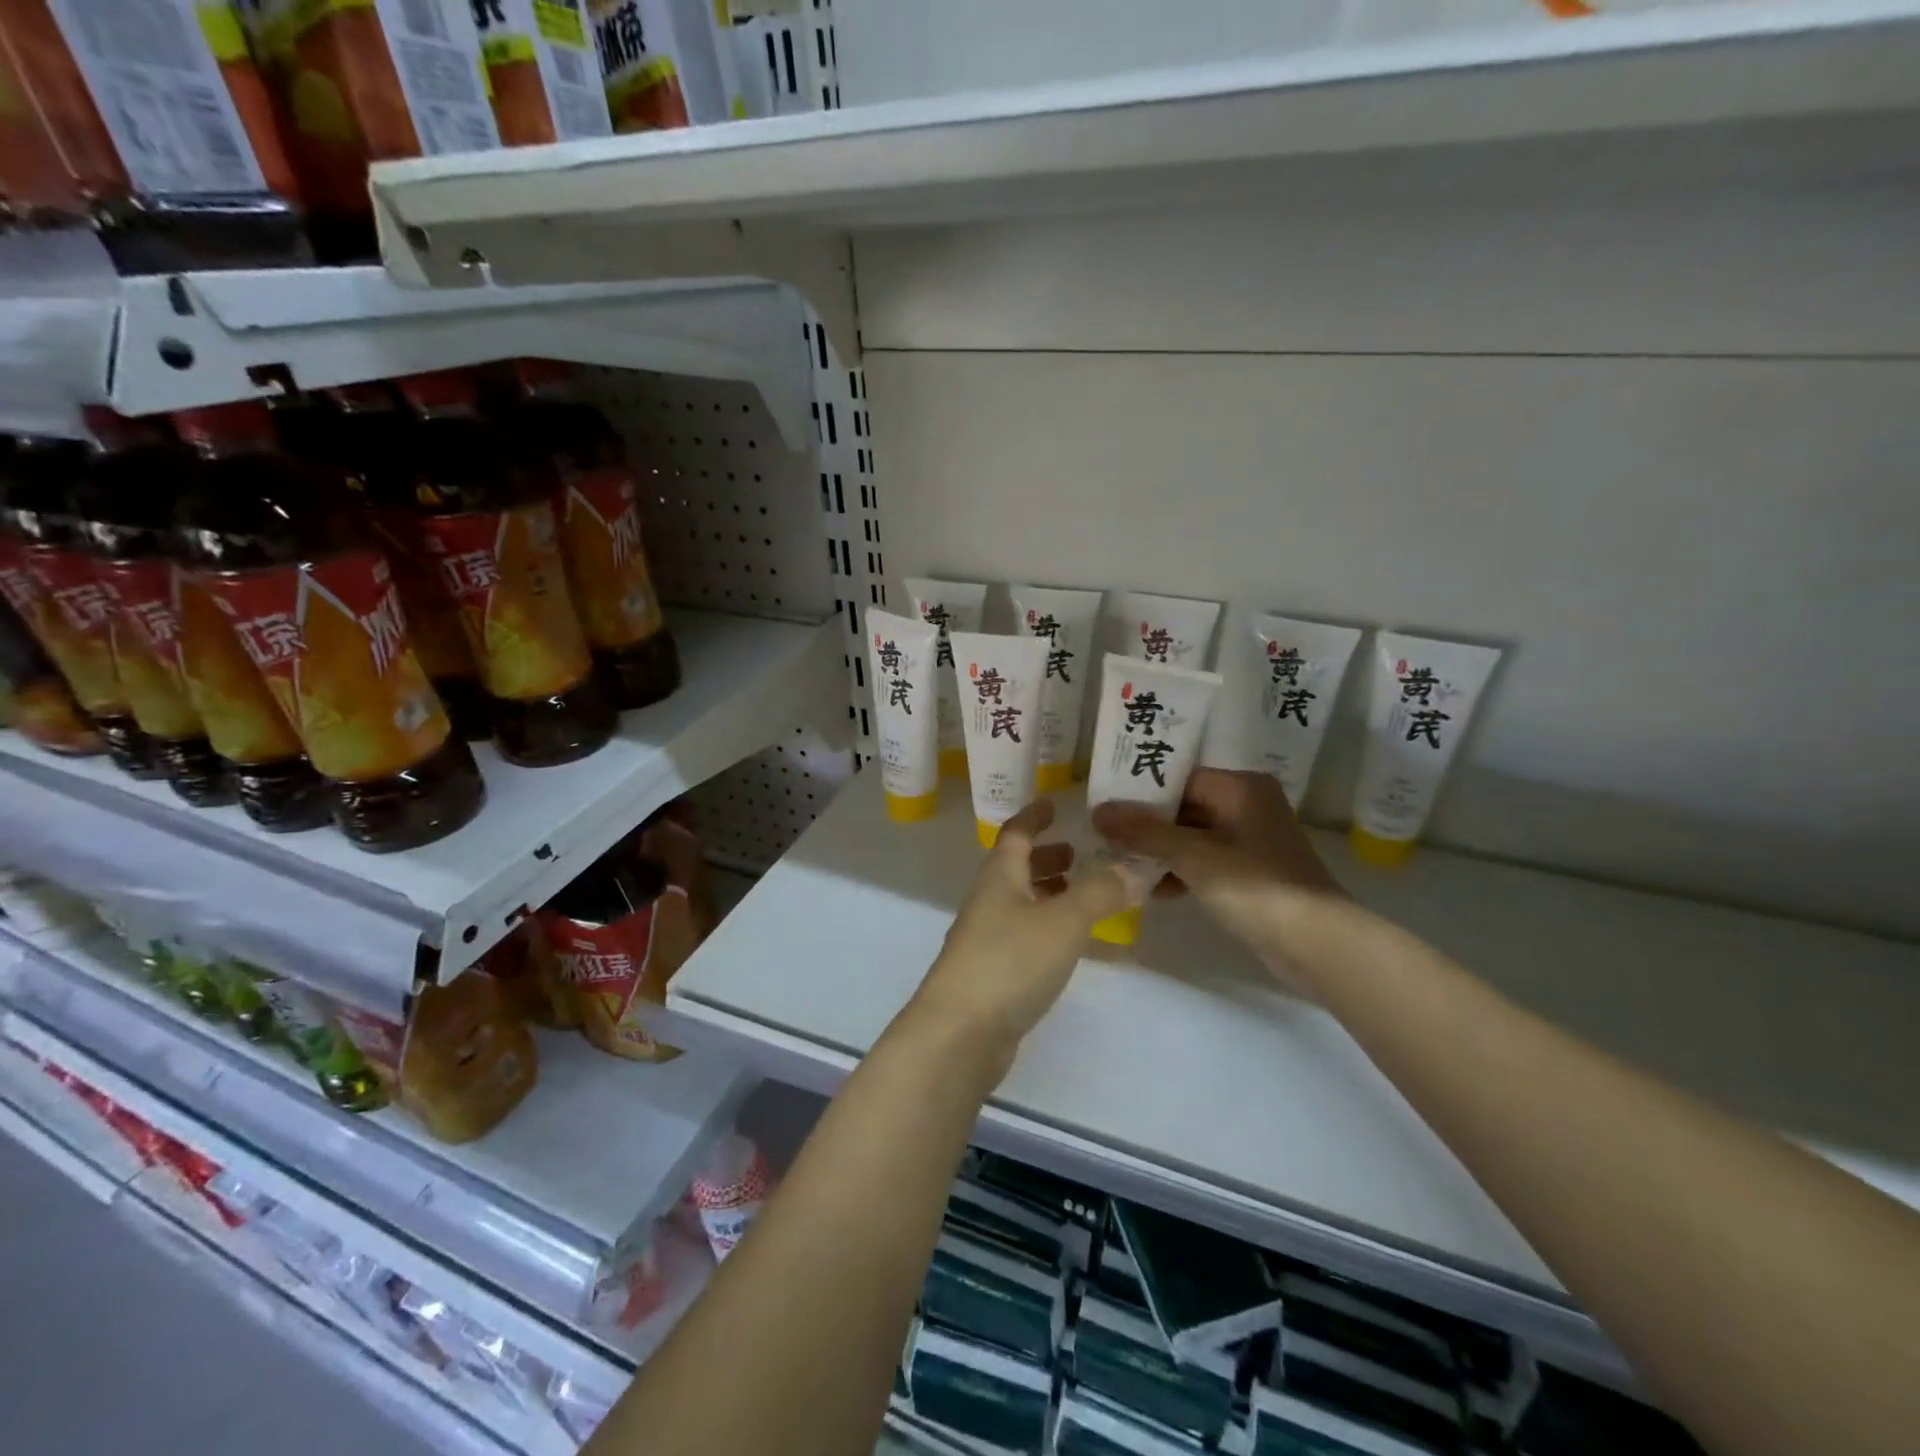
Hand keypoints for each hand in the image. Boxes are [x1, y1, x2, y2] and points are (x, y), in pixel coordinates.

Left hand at [908, 799, 1131, 1064]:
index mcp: (999, 877)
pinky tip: (1070, 944)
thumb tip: (1135, 867)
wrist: (960, 1032)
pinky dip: (1047, 927)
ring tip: (1081, 895)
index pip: (1015, 833)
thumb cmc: (1010, 961)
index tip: (1052, 802)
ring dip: (1047, 893)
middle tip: (1078, 854)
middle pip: (1015, 868)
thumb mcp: (1064, 920)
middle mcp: (989, 902)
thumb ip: (1101, 892)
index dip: (1034, 816)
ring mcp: (986, 939)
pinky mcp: (992, 973)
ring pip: (1019, 903)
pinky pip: (1024, 936)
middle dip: (1045, 858)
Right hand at [1091, 769, 1340, 964]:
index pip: (1179, 777)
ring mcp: (1251, 840)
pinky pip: (1205, 861)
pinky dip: (1180, 871)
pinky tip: (1153, 890)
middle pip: (1184, 806)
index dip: (1140, 790)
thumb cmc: (1254, 886)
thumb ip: (1144, 832)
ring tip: (1122, 865)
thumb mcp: (1193, 855)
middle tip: (1105, 836)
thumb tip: (1097, 811)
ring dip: (1159, 851)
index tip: (1104, 803)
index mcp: (1240, 787)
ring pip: (1192, 836)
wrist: (1316, 943)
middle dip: (1146, 824)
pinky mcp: (1251, 872)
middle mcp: (1247, 805)